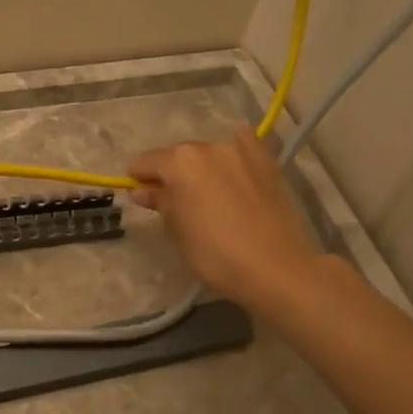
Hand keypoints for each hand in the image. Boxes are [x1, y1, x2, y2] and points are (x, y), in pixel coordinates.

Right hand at [128, 130, 325, 313]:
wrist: (275, 267)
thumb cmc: (214, 253)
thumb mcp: (177, 230)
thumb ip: (160, 202)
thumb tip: (143, 191)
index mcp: (180, 162)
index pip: (147, 162)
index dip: (138, 178)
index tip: (137, 193)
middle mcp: (208, 147)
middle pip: (178, 155)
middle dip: (171, 172)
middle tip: (172, 199)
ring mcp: (241, 151)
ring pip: (209, 153)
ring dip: (201, 167)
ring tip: (205, 192)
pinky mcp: (266, 162)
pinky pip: (243, 146)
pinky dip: (234, 152)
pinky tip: (233, 166)